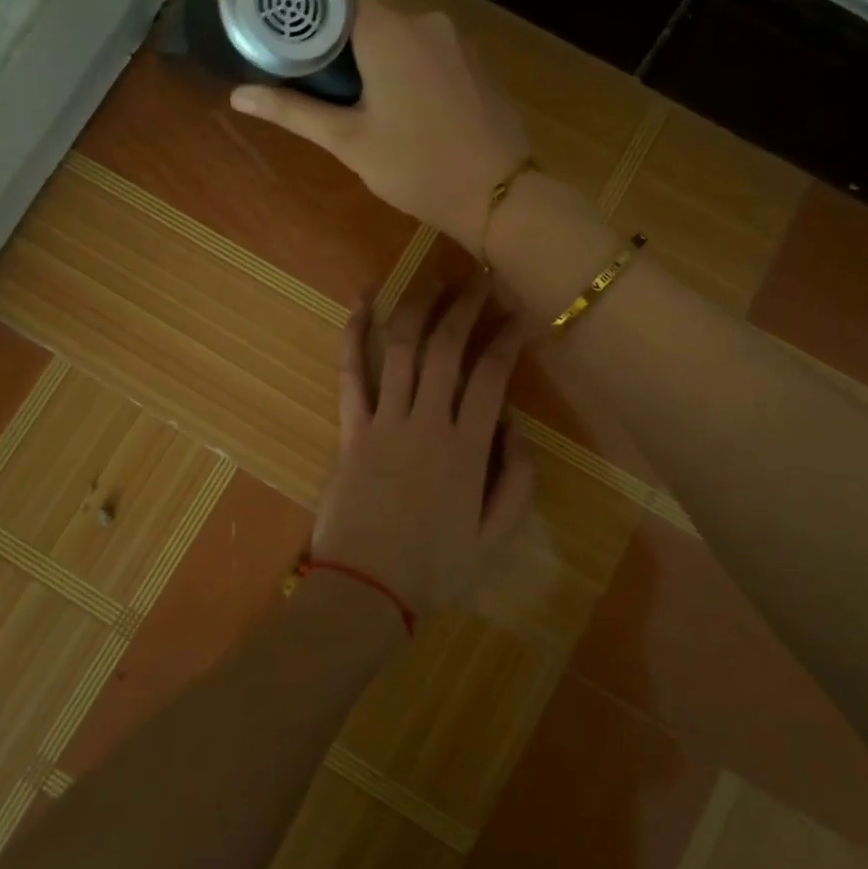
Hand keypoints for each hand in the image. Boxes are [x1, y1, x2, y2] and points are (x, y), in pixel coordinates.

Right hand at [229, 0, 528, 250]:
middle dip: (336, 37)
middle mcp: (424, 21)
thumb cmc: (417, 168)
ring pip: (399, 34)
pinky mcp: (475, 63)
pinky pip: (428, 50)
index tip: (278, 15)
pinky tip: (401, 104)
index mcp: (388, 30)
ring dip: (373, 55)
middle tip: (308, 74)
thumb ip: (294, 112)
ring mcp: (456, 41)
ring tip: (353, 97)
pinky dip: (406, 66)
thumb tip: (238, 95)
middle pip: (366, 11)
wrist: (501, 194)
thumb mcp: (350, 142)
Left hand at [311, 278, 537, 623]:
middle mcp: (427, 423)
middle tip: (478, 277)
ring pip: (402, 350)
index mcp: (467, 449)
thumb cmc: (434, 569)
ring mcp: (384, 422)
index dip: (506, 339)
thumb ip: (517, 481)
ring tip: (434, 278)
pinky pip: (350, 373)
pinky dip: (354, 335)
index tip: (517, 313)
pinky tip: (363, 301)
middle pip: (447, 349)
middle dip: (465, 307)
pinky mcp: (351, 429)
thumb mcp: (496, 538)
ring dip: (419, 308)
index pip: (491, 377)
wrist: (365, 591)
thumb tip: (514, 426)